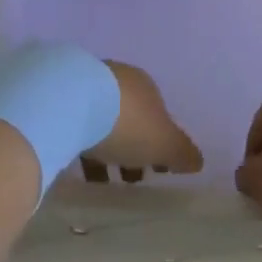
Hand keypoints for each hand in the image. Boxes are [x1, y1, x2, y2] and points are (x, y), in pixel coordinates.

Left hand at [80, 61, 203, 181]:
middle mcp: (119, 80)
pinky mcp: (62, 96)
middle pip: (131, 118)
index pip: (159, 115)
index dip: (160, 143)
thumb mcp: (163, 143)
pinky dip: (83, 145)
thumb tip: (198, 161)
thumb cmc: (126, 123)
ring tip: (103, 181)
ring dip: (107, 148)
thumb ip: (183, 153)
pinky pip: (78, 125)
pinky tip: (80, 169)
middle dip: (133, 146)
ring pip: (103, 121)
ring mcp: (88, 85)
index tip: (157, 170)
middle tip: (131, 179)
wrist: (70, 102)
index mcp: (146, 86)